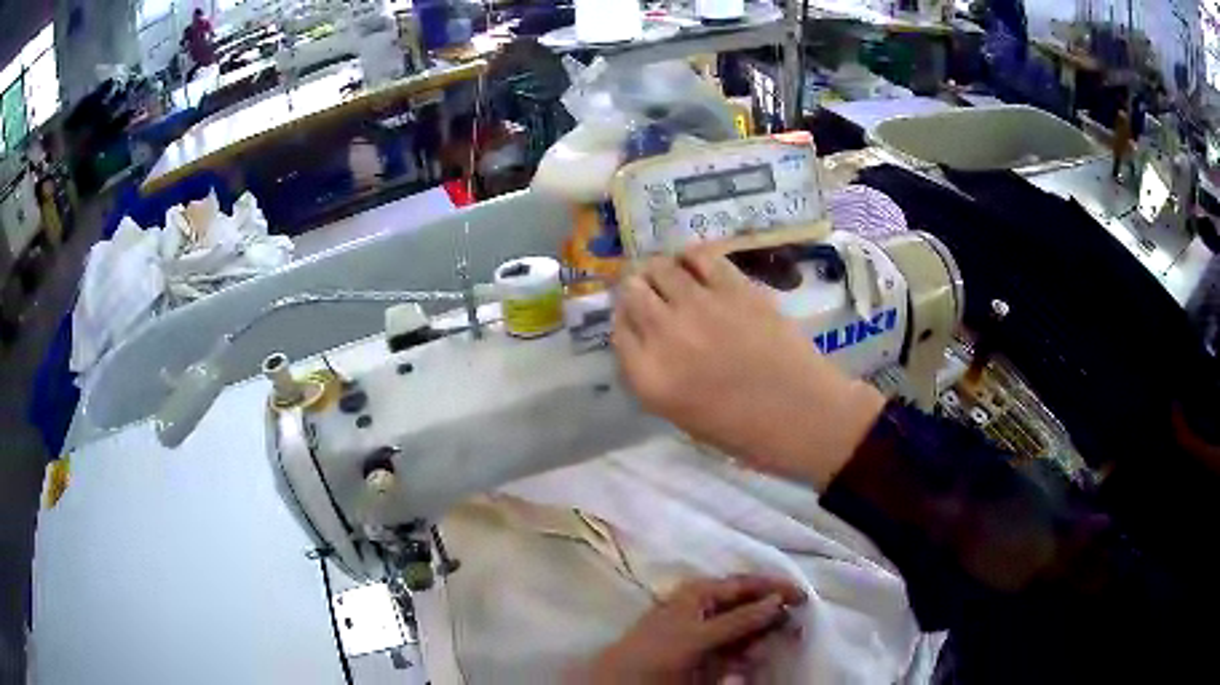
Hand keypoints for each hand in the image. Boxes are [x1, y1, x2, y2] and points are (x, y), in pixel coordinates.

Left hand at [583, 575, 806, 683]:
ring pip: (744, 627)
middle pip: (747, 604)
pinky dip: (746, 652)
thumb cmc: (658, 650)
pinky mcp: (703, 652)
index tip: (802, 596)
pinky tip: (751, 659)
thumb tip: (776, 599)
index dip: (773, 587)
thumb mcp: (699, 634)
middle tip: (795, 624)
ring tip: (776, 642)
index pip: (745, 583)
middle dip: (771, 613)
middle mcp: (704, 606)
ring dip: (761, 635)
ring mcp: (704, 630)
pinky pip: (733, 647)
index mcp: (700, 592)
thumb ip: (738, 619)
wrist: (624, 681)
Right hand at [612, 248, 885, 488]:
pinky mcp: (734, 288)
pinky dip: (692, 257)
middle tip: (650, 292)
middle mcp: (665, 335)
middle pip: (632, 291)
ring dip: (660, 270)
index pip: (618, 328)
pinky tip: (696, 264)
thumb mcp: (679, 415)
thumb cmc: (742, 430)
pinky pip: (700, 256)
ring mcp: (700, 306)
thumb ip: (653, 373)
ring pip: (660, 267)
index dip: (625, 318)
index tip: (635, 317)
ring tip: (672, 276)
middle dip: (637, 289)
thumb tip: (644, 335)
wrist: (802, 415)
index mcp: (649, 377)